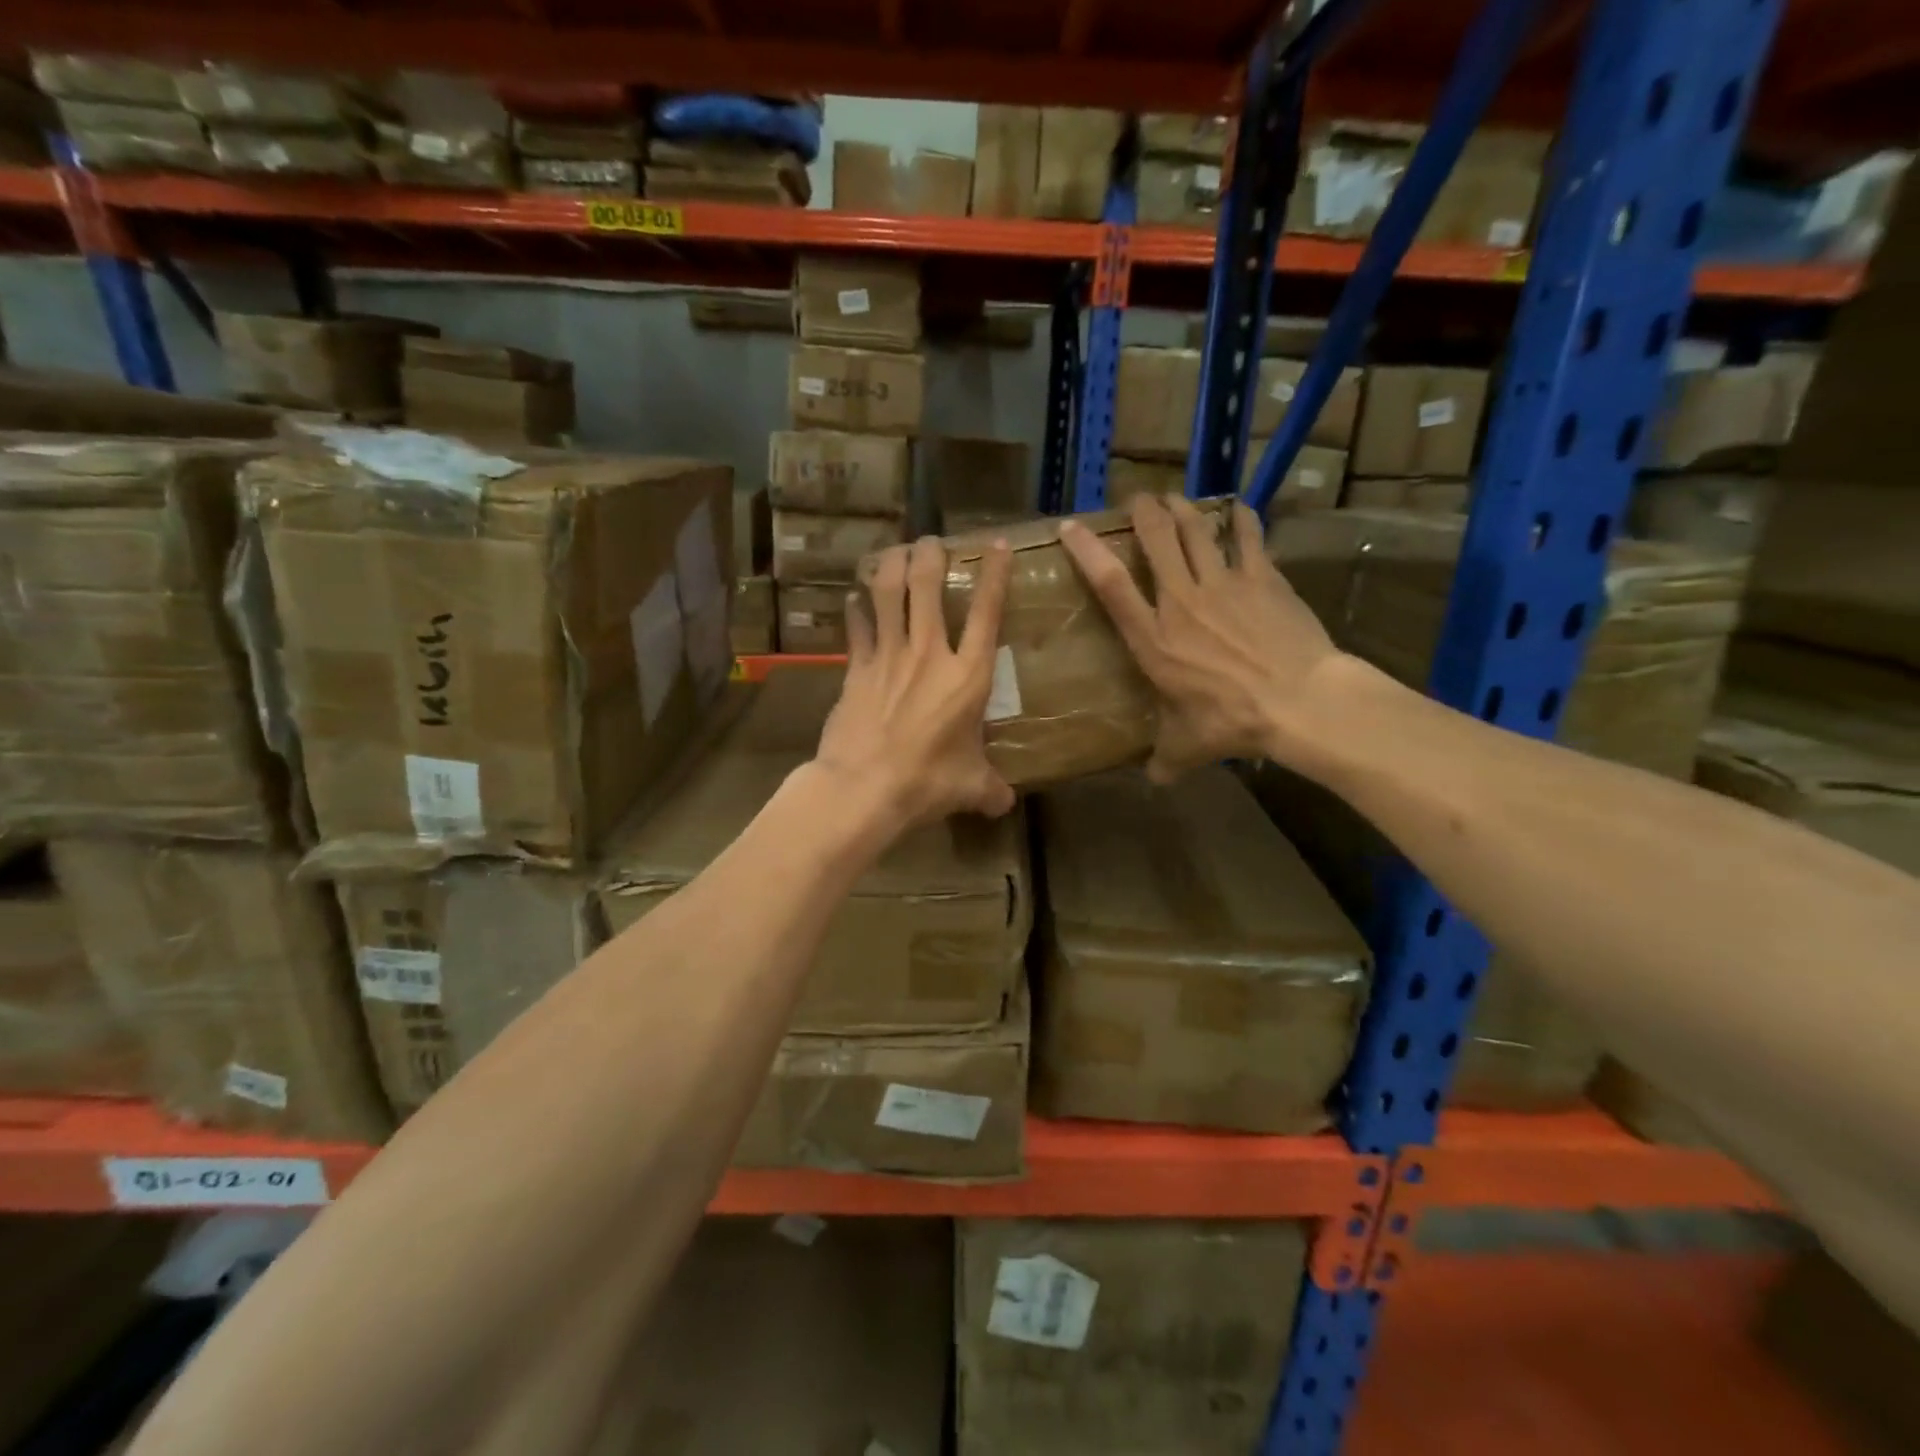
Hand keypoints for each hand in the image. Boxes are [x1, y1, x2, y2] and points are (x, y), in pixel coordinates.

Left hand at [814, 534, 1016, 826]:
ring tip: (894, 551)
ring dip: (891, 566)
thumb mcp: (970, 787)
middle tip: (929, 541)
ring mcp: (888, 657)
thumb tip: (1006, 804)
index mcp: (968, 676)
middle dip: (929, 555)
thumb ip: (991, 790)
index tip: (995, 544)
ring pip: (888, 594)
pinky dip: (856, 610)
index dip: (993, 575)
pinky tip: (854, 599)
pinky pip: (857, 627)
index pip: (987, 613)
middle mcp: (929, 654)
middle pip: (928, 587)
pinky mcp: (856, 669)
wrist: (864, 787)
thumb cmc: (927, 782)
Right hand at [1058, 494, 1346, 781]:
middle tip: (1137, 500)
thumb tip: (1154, 780)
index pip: (1111, 585)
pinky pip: (1247, 538)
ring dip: (1183, 510)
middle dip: (1143, 513)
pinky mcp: (1262, 578)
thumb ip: (1165, 758)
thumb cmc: (1232, 721)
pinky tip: (1237, 509)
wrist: (1299, 700)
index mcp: (1154, 639)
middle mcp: (1181, 602)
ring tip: (1174, 499)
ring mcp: (1224, 584)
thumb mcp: (1188, 746)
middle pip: (1157, 540)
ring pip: (1196, 531)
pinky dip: (1240, 520)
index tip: (1072, 527)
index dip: (1088, 552)